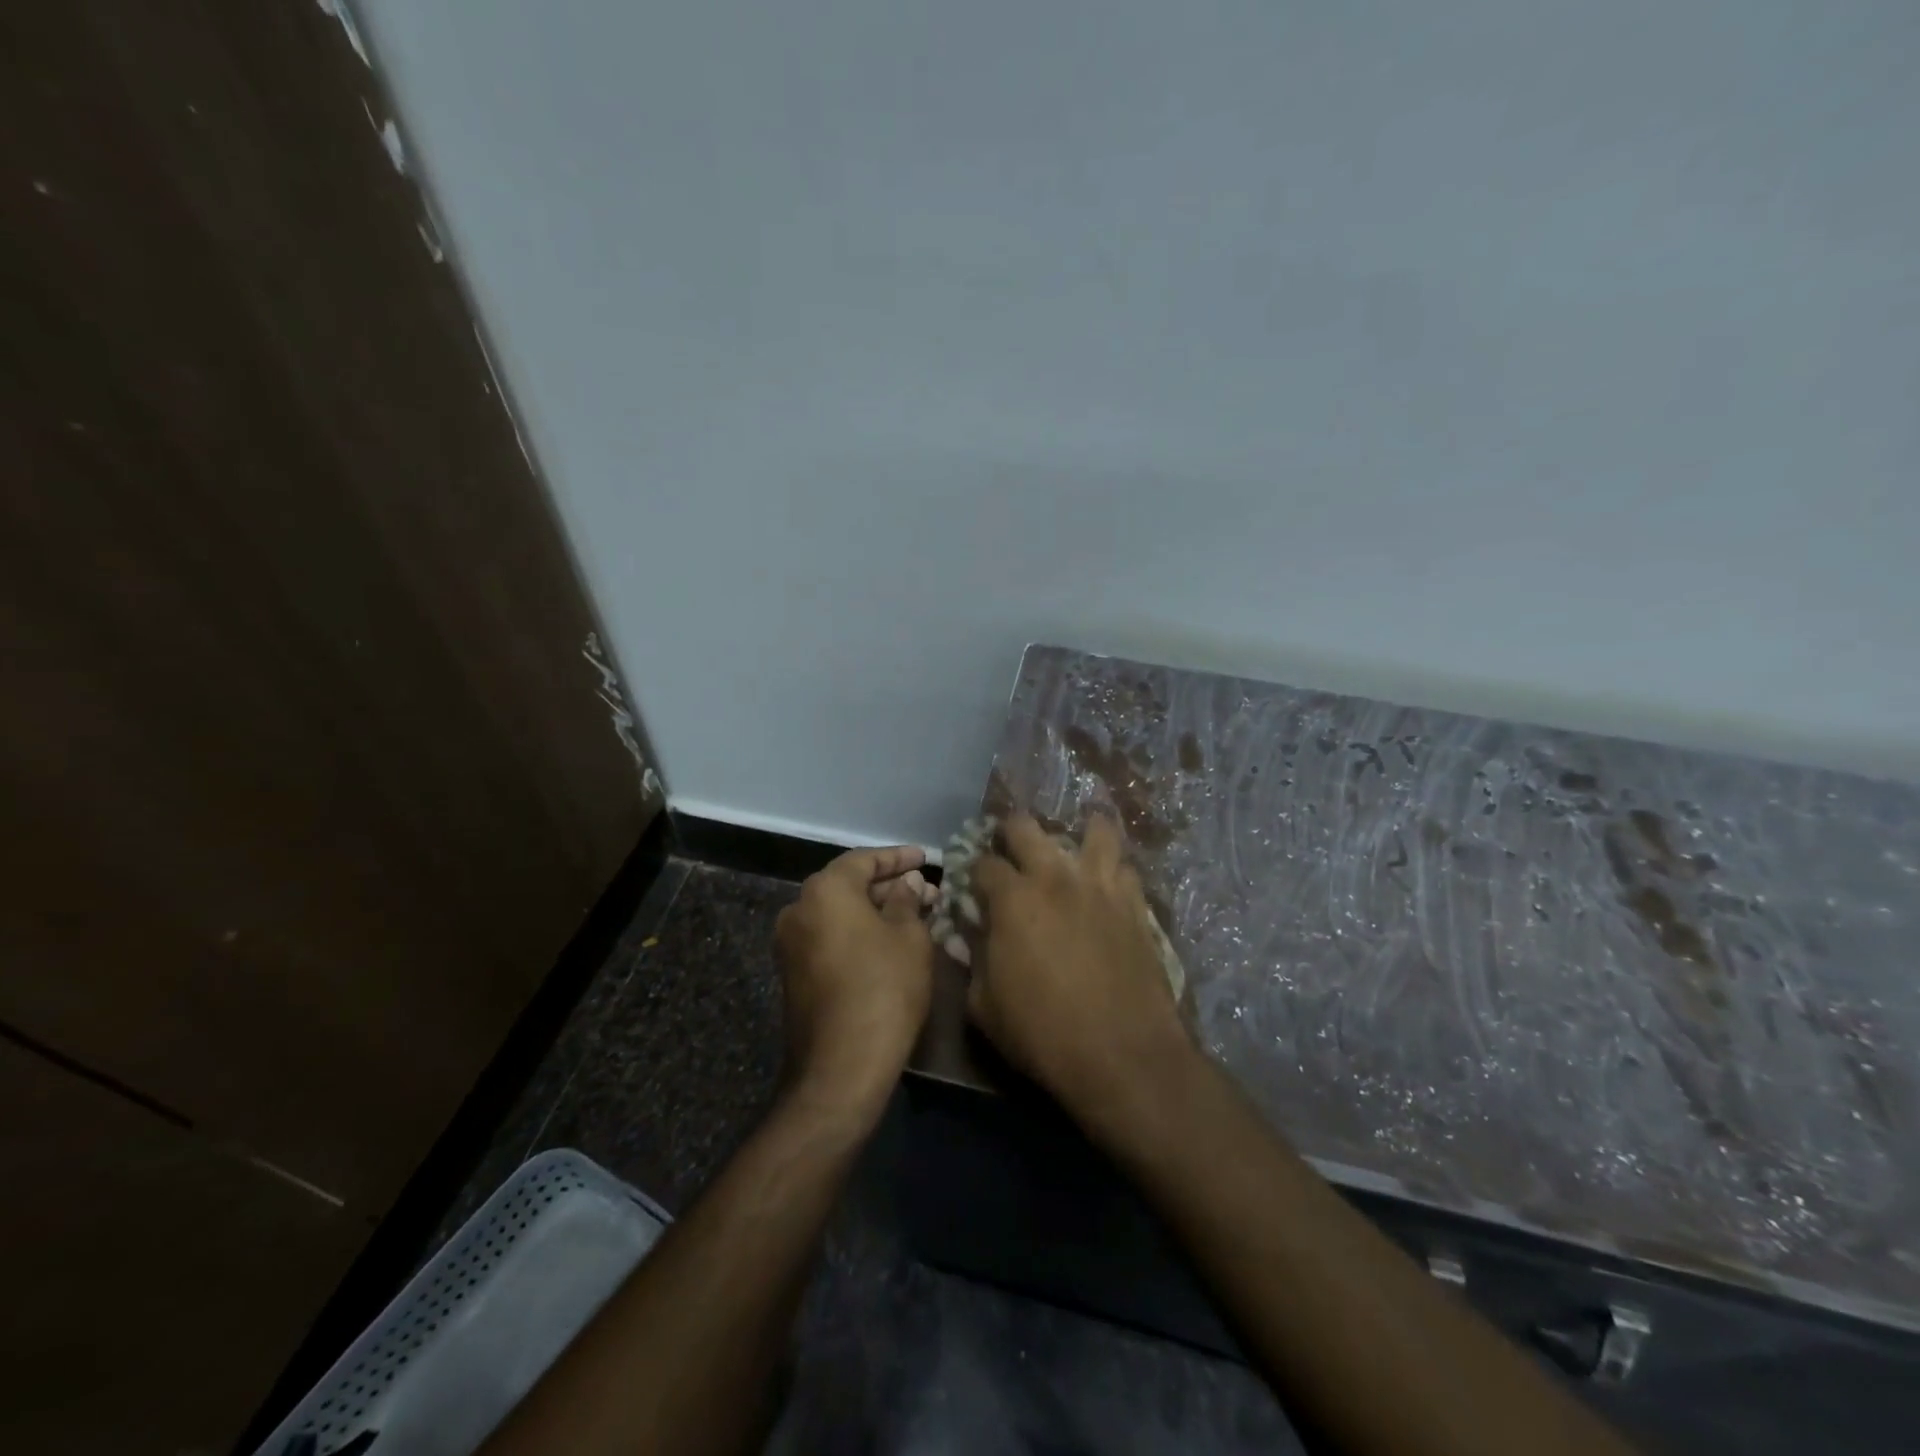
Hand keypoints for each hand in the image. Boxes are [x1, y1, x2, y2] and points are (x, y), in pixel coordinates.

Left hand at [775, 845, 936, 1117]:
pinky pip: (829, 936)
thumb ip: (907, 900)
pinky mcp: (793, 973)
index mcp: (825, 890)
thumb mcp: (909, 937)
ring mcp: (790, 943)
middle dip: (889, 886)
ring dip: (874, 910)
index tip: (926, 858)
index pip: (865, 859)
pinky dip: (857, 932)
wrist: (840, 1066)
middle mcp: (799, 908)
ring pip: (839, 912)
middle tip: (927, 892)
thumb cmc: (884, 988)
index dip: (899, 857)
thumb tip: (906, 884)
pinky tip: (889, 941)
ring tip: (915, 915)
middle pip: (848, 885)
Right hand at [968, 814, 1194, 1129]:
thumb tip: (967, 937)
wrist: (1122, 1055)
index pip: (983, 863)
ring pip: (1094, 830)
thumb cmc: (1043, 1034)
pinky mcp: (1135, 904)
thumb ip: (973, 962)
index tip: (974, 886)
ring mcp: (1100, 886)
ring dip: (1078, 830)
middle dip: (1011, 832)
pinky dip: (1113, 867)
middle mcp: (1054, 878)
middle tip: (1010, 850)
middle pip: (1027, 827)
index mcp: (1012, 899)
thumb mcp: (984, 1006)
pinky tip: (1108, 880)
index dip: (973, 871)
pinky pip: (1125, 867)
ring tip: (1072, 843)